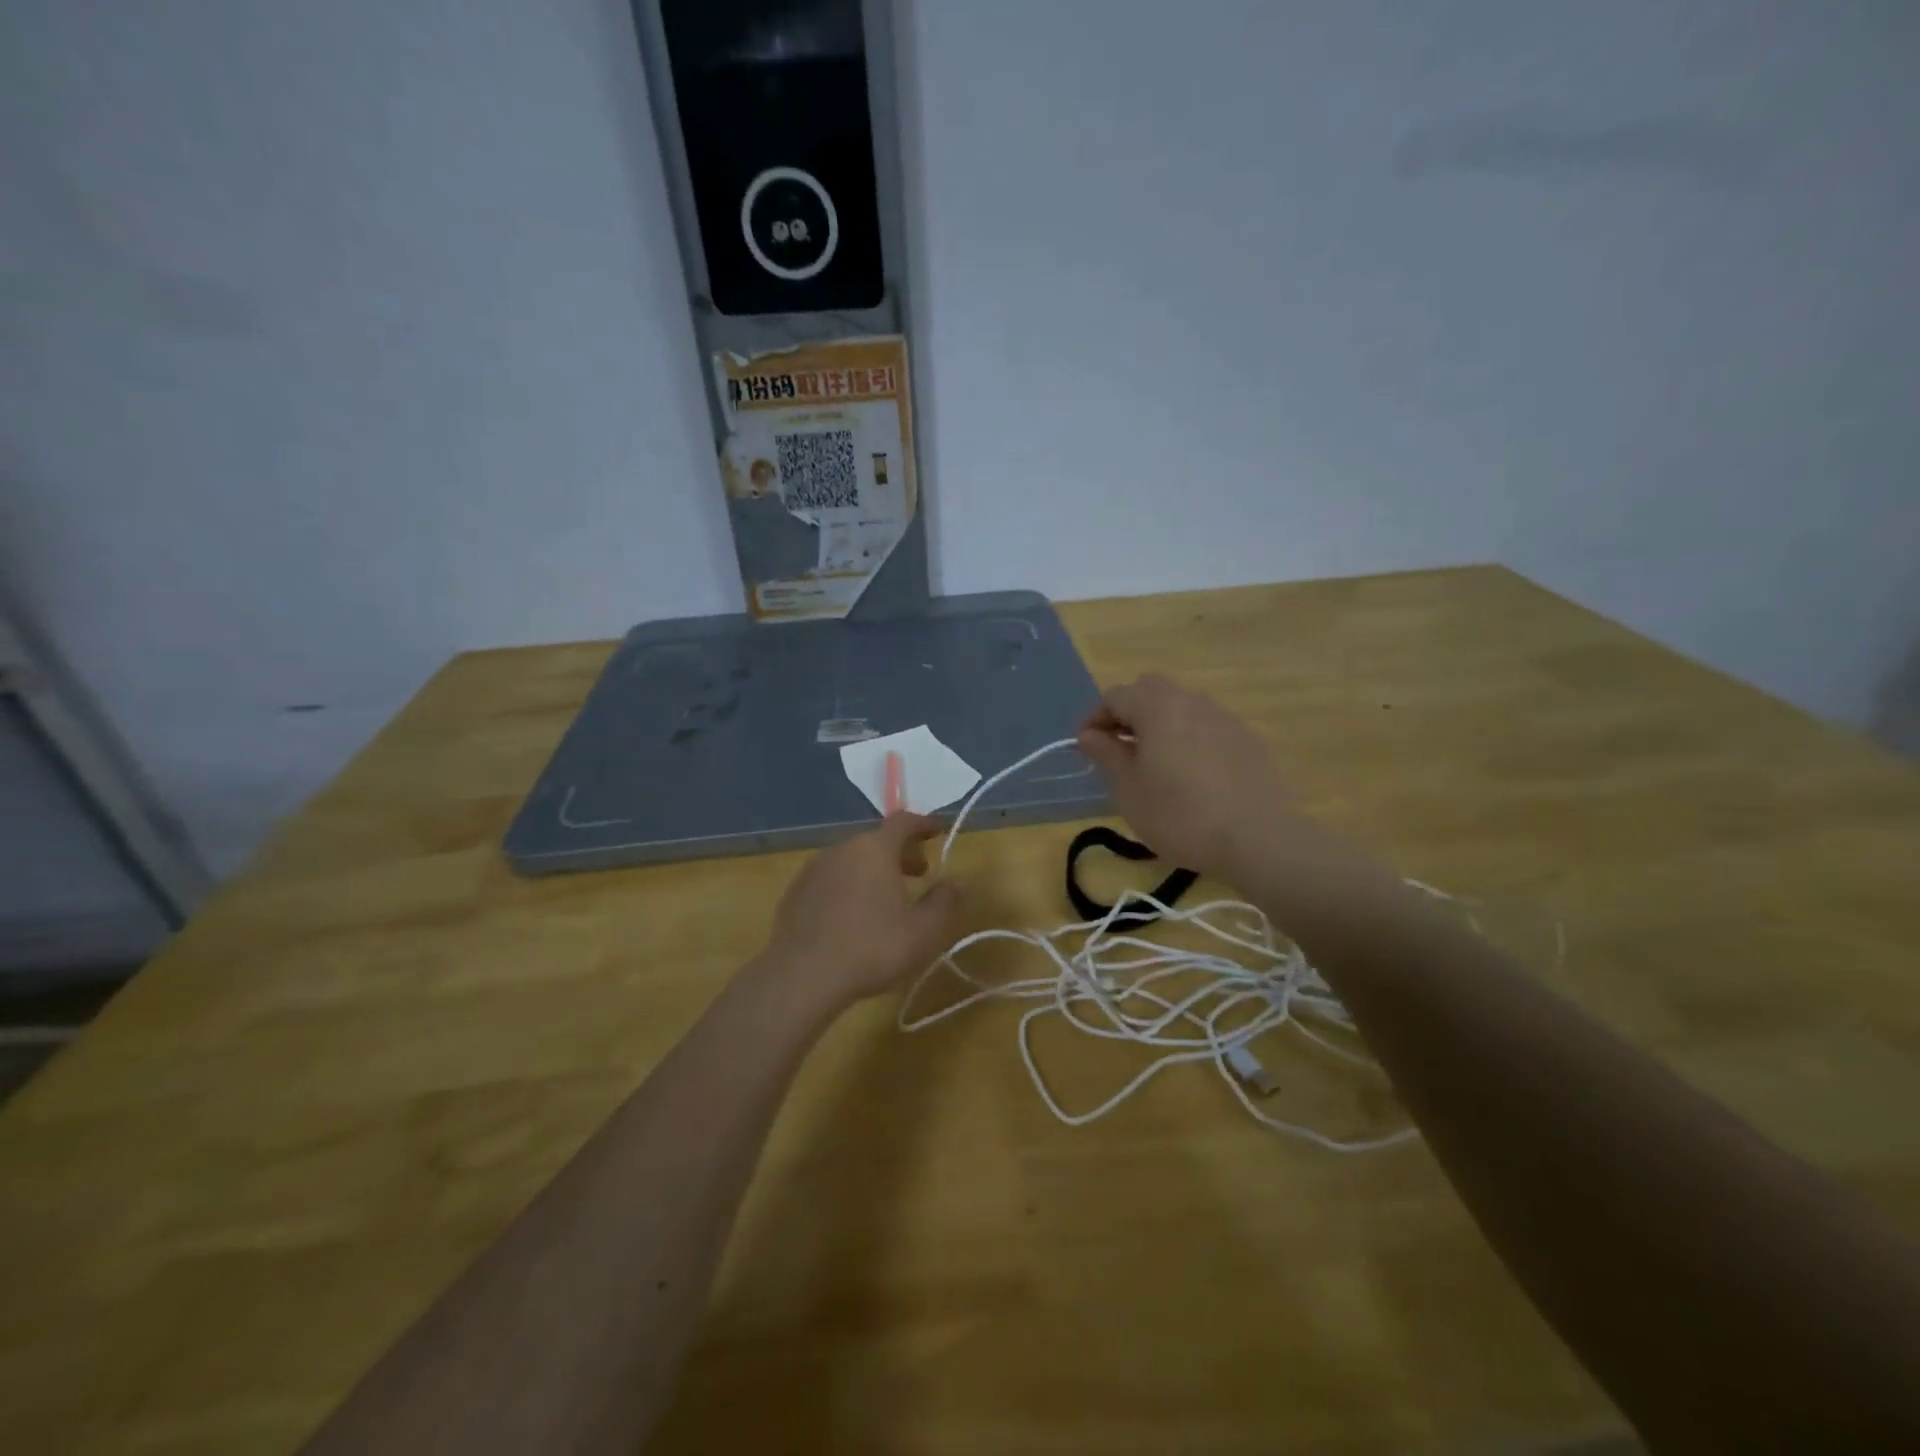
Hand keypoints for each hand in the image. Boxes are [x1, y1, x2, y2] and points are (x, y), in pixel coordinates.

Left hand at [761, 813, 963, 1010]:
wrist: (802, 976)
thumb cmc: (872, 947)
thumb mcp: (923, 931)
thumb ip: (944, 902)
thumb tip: (956, 882)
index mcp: (874, 849)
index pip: (903, 822)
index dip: (923, 824)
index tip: (937, 831)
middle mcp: (842, 849)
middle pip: (876, 841)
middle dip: (900, 853)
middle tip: (918, 873)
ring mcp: (814, 869)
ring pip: (851, 860)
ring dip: (872, 870)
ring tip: (885, 898)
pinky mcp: (795, 892)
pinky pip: (830, 879)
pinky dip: (847, 886)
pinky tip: (851, 915)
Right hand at [1077, 674, 1293, 880]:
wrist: (1259, 839)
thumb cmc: (1180, 816)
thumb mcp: (1130, 790)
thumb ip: (1107, 755)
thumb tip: (1089, 735)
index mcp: (1158, 708)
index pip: (1115, 696)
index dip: (1094, 718)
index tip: (1086, 748)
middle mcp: (1192, 701)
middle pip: (1151, 690)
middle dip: (1128, 712)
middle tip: (1118, 748)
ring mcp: (1225, 718)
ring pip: (1182, 705)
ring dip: (1160, 723)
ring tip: (1153, 762)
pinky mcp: (1248, 739)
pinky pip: (1207, 725)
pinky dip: (1188, 737)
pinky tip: (1191, 774)